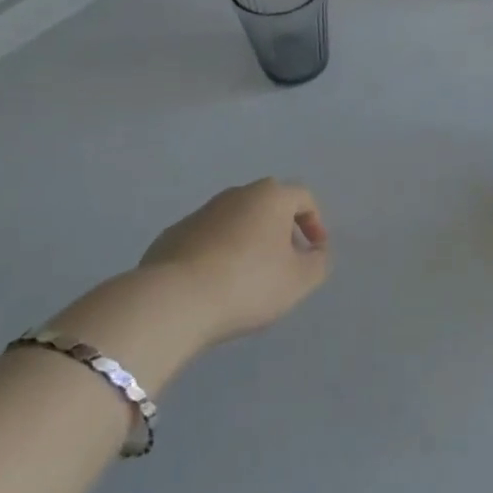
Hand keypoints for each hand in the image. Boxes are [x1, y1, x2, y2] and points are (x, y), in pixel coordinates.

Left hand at [137, 178, 330, 344]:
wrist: (174, 299)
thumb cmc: (248, 283)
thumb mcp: (299, 281)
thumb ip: (318, 263)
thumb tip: (316, 252)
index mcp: (271, 196)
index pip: (303, 197)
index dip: (315, 222)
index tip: (314, 252)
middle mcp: (237, 194)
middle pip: (268, 204)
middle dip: (281, 229)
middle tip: (284, 262)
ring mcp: (202, 212)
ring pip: (236, 220)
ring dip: (248, 241)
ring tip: (248, 278)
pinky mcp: (174, 234)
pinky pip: (207, 238)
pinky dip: (218, 253)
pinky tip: (215, 284)